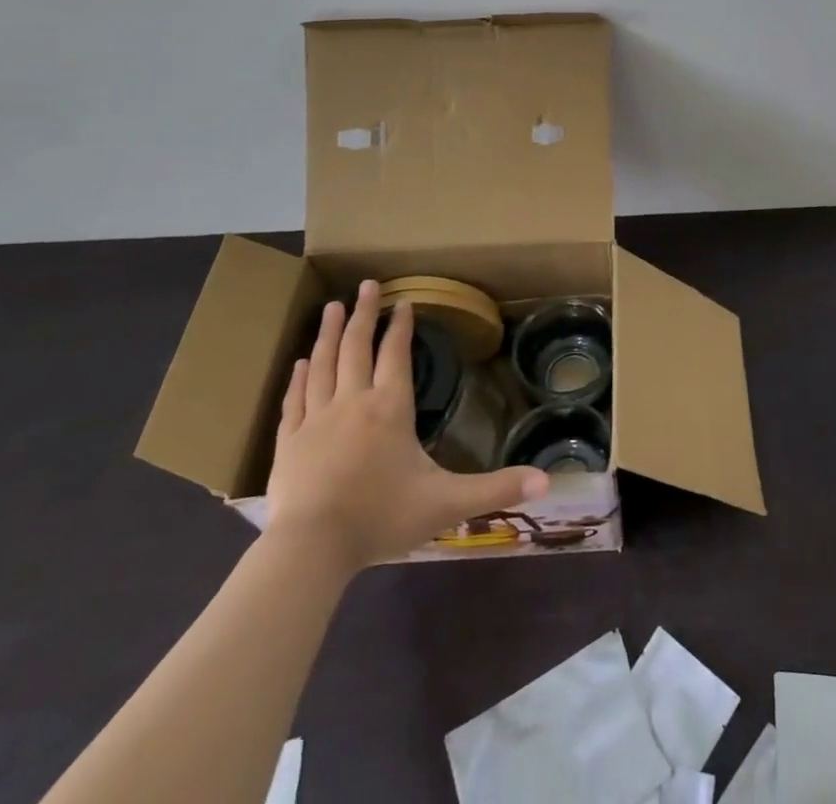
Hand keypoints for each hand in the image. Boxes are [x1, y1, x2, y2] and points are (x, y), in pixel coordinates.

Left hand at [264, 281, 547, 574]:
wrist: (311, 550)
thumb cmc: (382, 518)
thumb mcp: (448, 503)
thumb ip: (497, 488)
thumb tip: (548, 481)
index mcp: (390, 408)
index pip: (396, 355)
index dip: (402, 327)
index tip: (404, 301)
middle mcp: (353, 402)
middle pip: (357, 348)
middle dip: (364, 314)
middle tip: (366, 285)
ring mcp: (316, 420)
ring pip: (322, 365)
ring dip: (330, 334)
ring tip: (333, 307)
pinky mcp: (288, 443)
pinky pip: (294, 400)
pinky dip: (298, 377)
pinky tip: (299, 362)